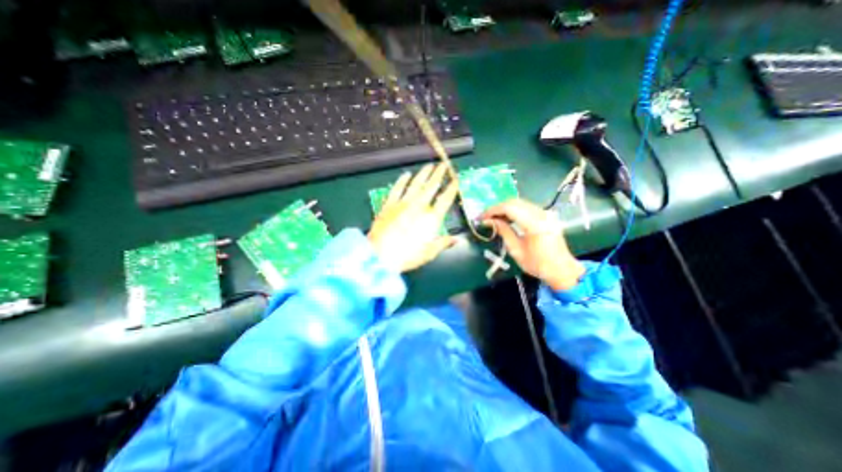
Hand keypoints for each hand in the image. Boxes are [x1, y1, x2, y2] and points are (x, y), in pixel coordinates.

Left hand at [369, 163, 458, 270]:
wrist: (380, 255)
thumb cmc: (407, 256)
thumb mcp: (429, 252)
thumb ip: (443, 243)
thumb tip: (458, 240)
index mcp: (431, 218)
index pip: (445, 199)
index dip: (451, 188)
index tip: (455, 179)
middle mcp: (419, 206)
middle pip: (431, 186)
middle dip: (439, 174)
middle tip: (444, 165)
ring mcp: (402, 203)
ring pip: (415, 184)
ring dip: (423, 174)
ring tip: (429, 165)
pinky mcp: (389, 204)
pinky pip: (397, 189)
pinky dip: (402, 180)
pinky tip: (406, 174)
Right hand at [480, 199, 585, 291]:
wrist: (562, 270)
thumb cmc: (537, 264)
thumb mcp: (516, 250)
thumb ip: (503, 231)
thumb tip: (489, 221)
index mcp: (534, 224)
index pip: (509, 208)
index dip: (493, 210)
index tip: (481, 217)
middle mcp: (541, 214)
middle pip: (514, 202)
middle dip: (497, 208)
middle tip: (485, 217)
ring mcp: (545, 213)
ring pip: (520, 203)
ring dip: (504, 208)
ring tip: (493, 217)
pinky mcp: (546, 215)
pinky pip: (526, 207)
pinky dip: (513, 210)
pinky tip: (506, 217)